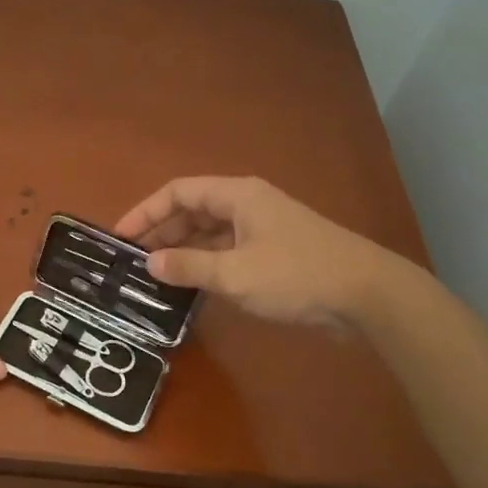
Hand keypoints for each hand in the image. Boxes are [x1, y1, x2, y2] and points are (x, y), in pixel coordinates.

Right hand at [114, 176, 390, 329]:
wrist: (367, 295)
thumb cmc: (296, 275)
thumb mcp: (235, 274)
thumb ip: (189, 267)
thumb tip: (149, 264)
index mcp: (237, 196)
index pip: (178, 192)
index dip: (146, 211)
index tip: (120, 237)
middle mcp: (247, 204)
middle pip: (193, 210)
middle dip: (162, 233)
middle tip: (133, 261)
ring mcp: (263, 228)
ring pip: (210, 232)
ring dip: (183, 250)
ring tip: (155, 275)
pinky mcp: (275, 252)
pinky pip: (228, 250)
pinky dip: (206, 263)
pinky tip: (192, 285)